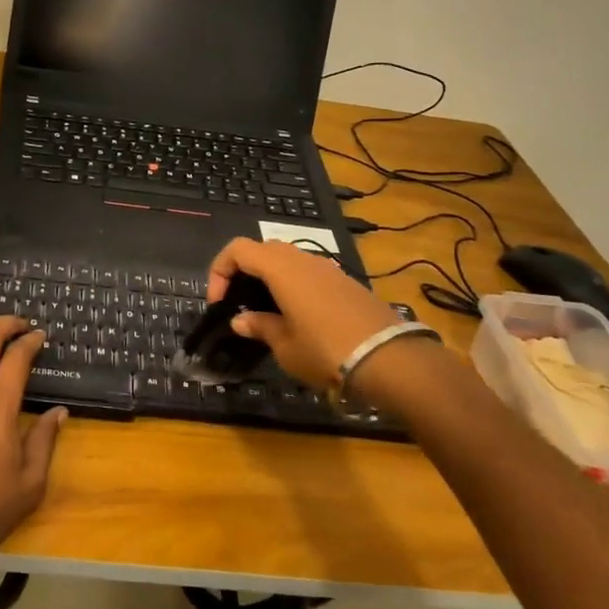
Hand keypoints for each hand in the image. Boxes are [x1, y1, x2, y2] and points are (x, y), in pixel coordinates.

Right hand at [207, 239, 415, 391]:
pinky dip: (292, 286)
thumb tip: (240, 320)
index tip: (218, 303)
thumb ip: (260, 327)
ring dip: (269, 278)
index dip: (220, 271)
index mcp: (280, 268)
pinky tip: (297, 317)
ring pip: (287, 260)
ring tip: (266, 312)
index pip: (238, 249)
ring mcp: (327, 268)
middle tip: (239, 304)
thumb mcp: (285, 345)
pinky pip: (308, 273)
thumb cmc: (326, 350)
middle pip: (262, 250)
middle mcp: (302, 259)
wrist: (389, 359)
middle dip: (243, 272)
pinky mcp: (345, 282)